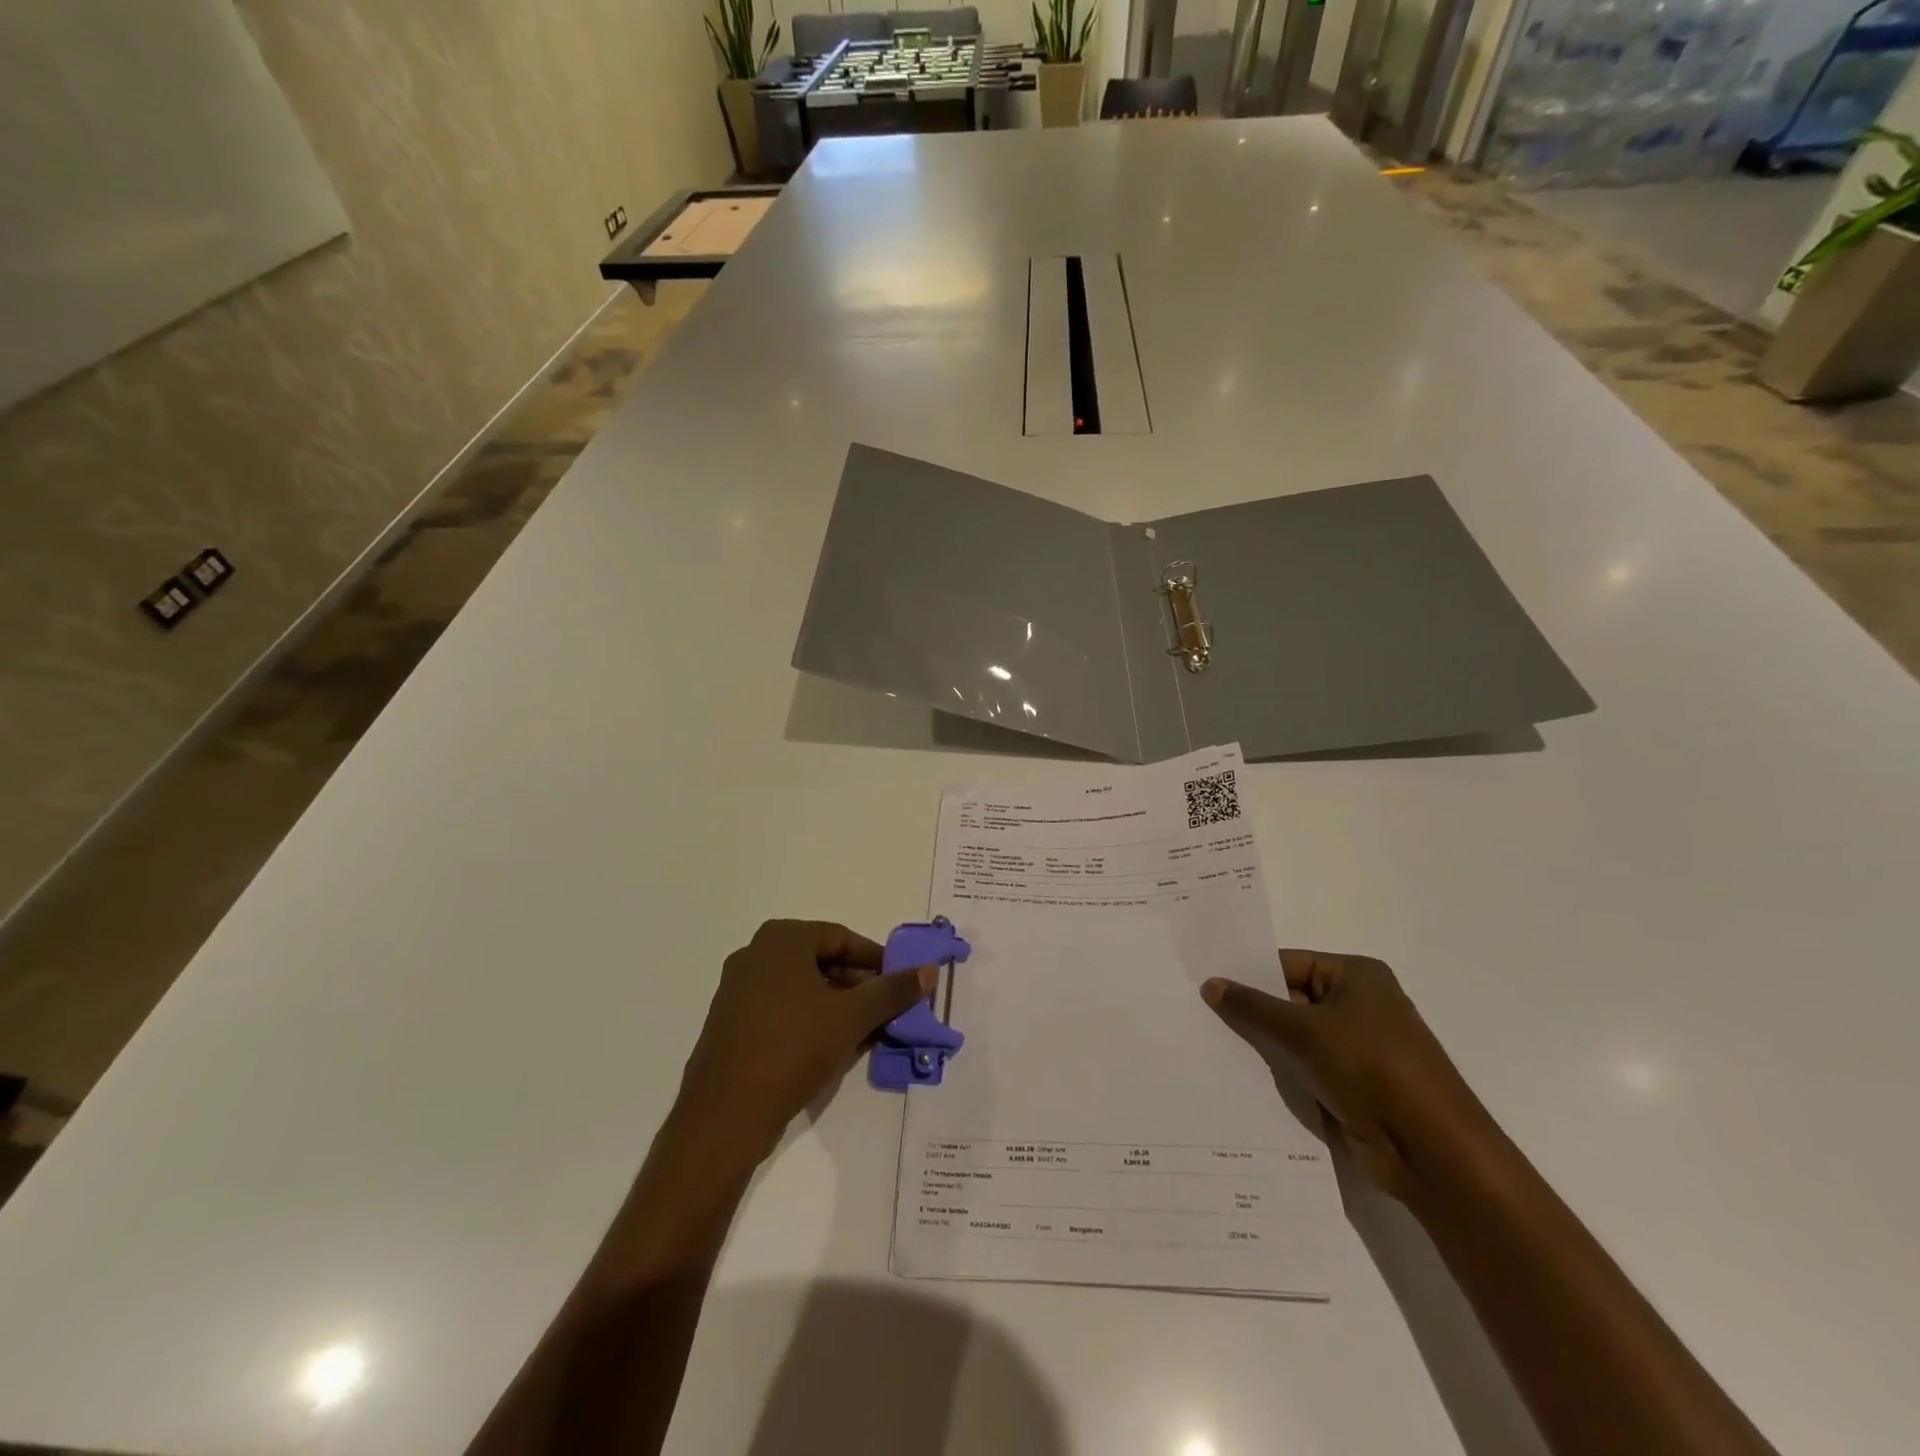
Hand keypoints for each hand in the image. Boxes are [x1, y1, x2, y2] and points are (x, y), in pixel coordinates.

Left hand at [672, 920, 935, 1170]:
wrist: (724, 1116)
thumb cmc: (792, 1048)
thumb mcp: (851, 1017)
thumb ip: (892, 991)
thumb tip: (929, 969)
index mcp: (781, 939)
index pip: (842, 938)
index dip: (876, 960)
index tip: (901, 984)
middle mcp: (755, 955)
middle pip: (821, 961)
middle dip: (859, 986)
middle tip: (888, 1011)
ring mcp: (738, 990)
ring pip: (803, 988)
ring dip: (838, 1006)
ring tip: (867, 1032)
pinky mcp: (732, 1024)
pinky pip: (782, 1010)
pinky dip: (812, 1021)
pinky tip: (834, 1048)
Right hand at [1201, 949, 1494, 1201]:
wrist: (1434, 1153)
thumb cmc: (1372, 1069)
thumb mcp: (1304, 1030)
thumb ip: (1254, 1006)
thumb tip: (1210, 984)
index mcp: (1356, 976)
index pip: (1288, 963)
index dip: (1248, 974)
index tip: (1205, 983)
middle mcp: (1360, 1005)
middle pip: (1291, 999)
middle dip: (1253, 1010)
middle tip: (1199, 1012)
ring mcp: (1359, 1048)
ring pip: (1296, 1037)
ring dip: (1265, 1044)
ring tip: (1211, 1042)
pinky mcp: (1355, 1085)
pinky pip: (1306, 1067)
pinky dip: (1282, 1072)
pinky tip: (1242, 1076)